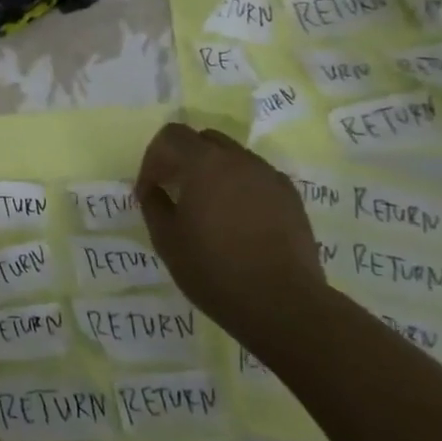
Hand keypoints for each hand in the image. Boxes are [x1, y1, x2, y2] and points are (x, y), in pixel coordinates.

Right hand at [136, 123, 326, 350]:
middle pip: (204, 140)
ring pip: (233, 158)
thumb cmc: (215, 270)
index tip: (150, 190)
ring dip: (213, 172)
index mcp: (205, 163)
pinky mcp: (291, 198)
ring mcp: (270, 177)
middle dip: (184, 159)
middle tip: (175, 191)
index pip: (172, 135)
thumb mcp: (167, 240)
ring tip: (208, 209)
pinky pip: (256, 178)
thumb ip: (154, 204)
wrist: (283, 304)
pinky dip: (240, 187)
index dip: (153, 158)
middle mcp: (240, 160)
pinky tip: (237, 221)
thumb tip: (153, 189)